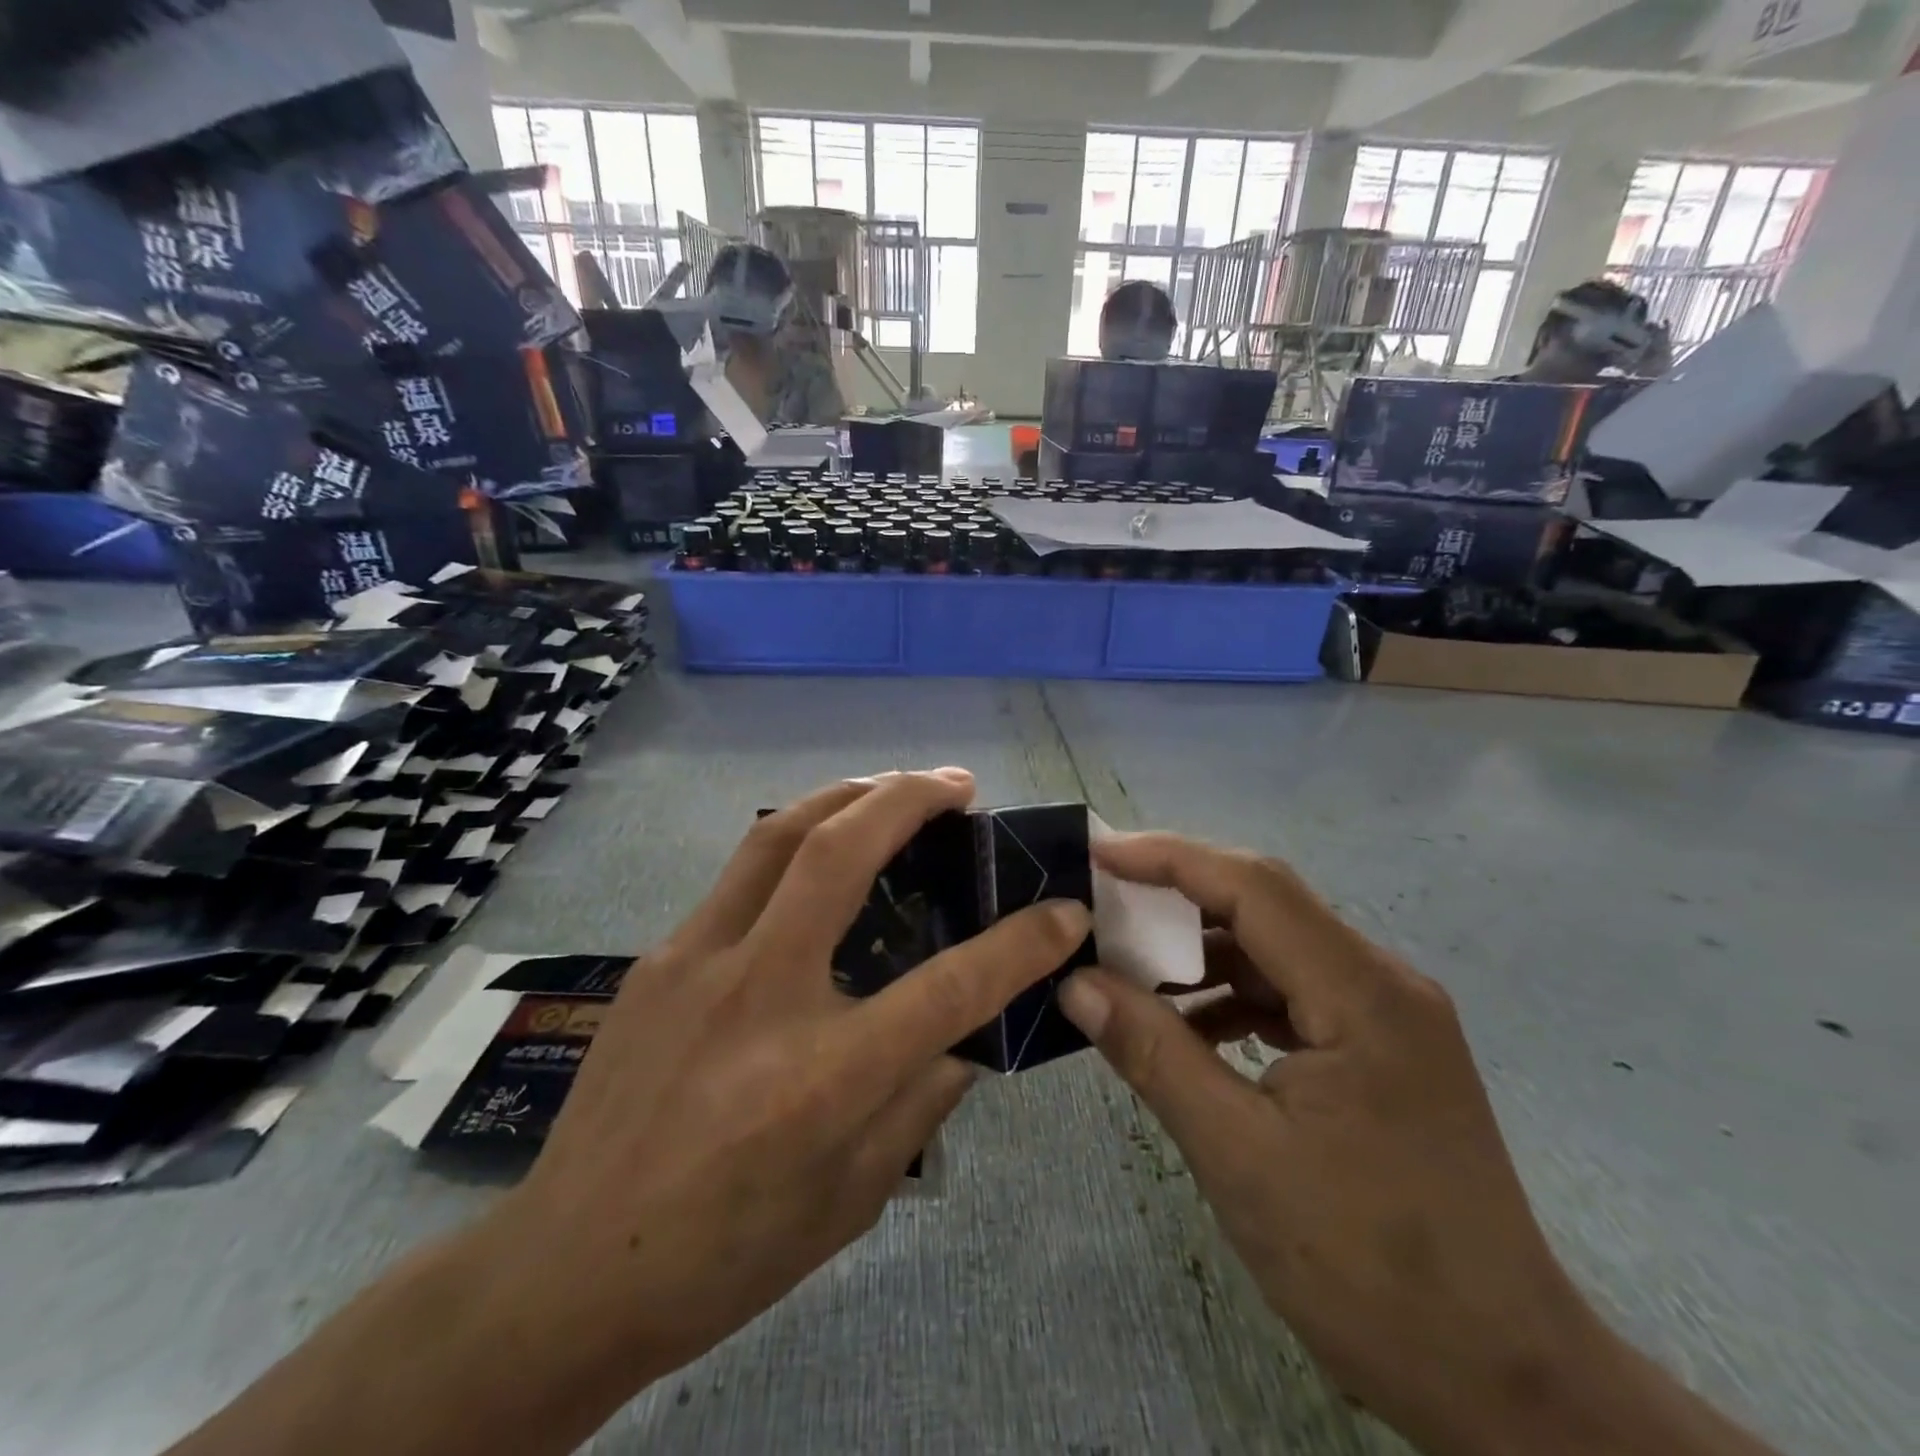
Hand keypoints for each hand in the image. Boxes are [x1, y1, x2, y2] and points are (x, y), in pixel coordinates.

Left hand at [489, 770, 1092, 1393]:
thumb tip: (964, 1031)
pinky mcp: (658, 958)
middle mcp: (760, 994)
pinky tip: (819, 855)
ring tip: (894, 787)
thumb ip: (921, 1099)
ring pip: (779, 834)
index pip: (950, 986)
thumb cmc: (725, 1254)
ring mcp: (696, 962)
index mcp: (823, 1076)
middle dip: (910, 798)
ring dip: (848, 794)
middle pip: (842, 852)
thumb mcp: (852, 1197)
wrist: (565, 1272)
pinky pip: (740, 876)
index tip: (1063, 910)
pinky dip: (796, 843)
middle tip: (958, 783)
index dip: (1022, 942)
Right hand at [1057, 834, 1614, 1455]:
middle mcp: (1383, 983)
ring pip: (1276, 948)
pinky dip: (1232, 996)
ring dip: (1202, 952)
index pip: (1253, 886)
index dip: (1170, 858)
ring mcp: (1387, 1016)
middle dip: (1178, 897)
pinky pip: (1292, 993)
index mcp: (1362, 994)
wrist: (1505, 1382)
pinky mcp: (1381, 1050)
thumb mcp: (1237, 1155)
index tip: (1099, 852)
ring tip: (1130, 971)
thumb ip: (1152, 1053)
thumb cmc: (1370, 1269)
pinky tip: (1188, 1030)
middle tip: (1103, 903)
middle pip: (1266, 906)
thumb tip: (1076, 983)